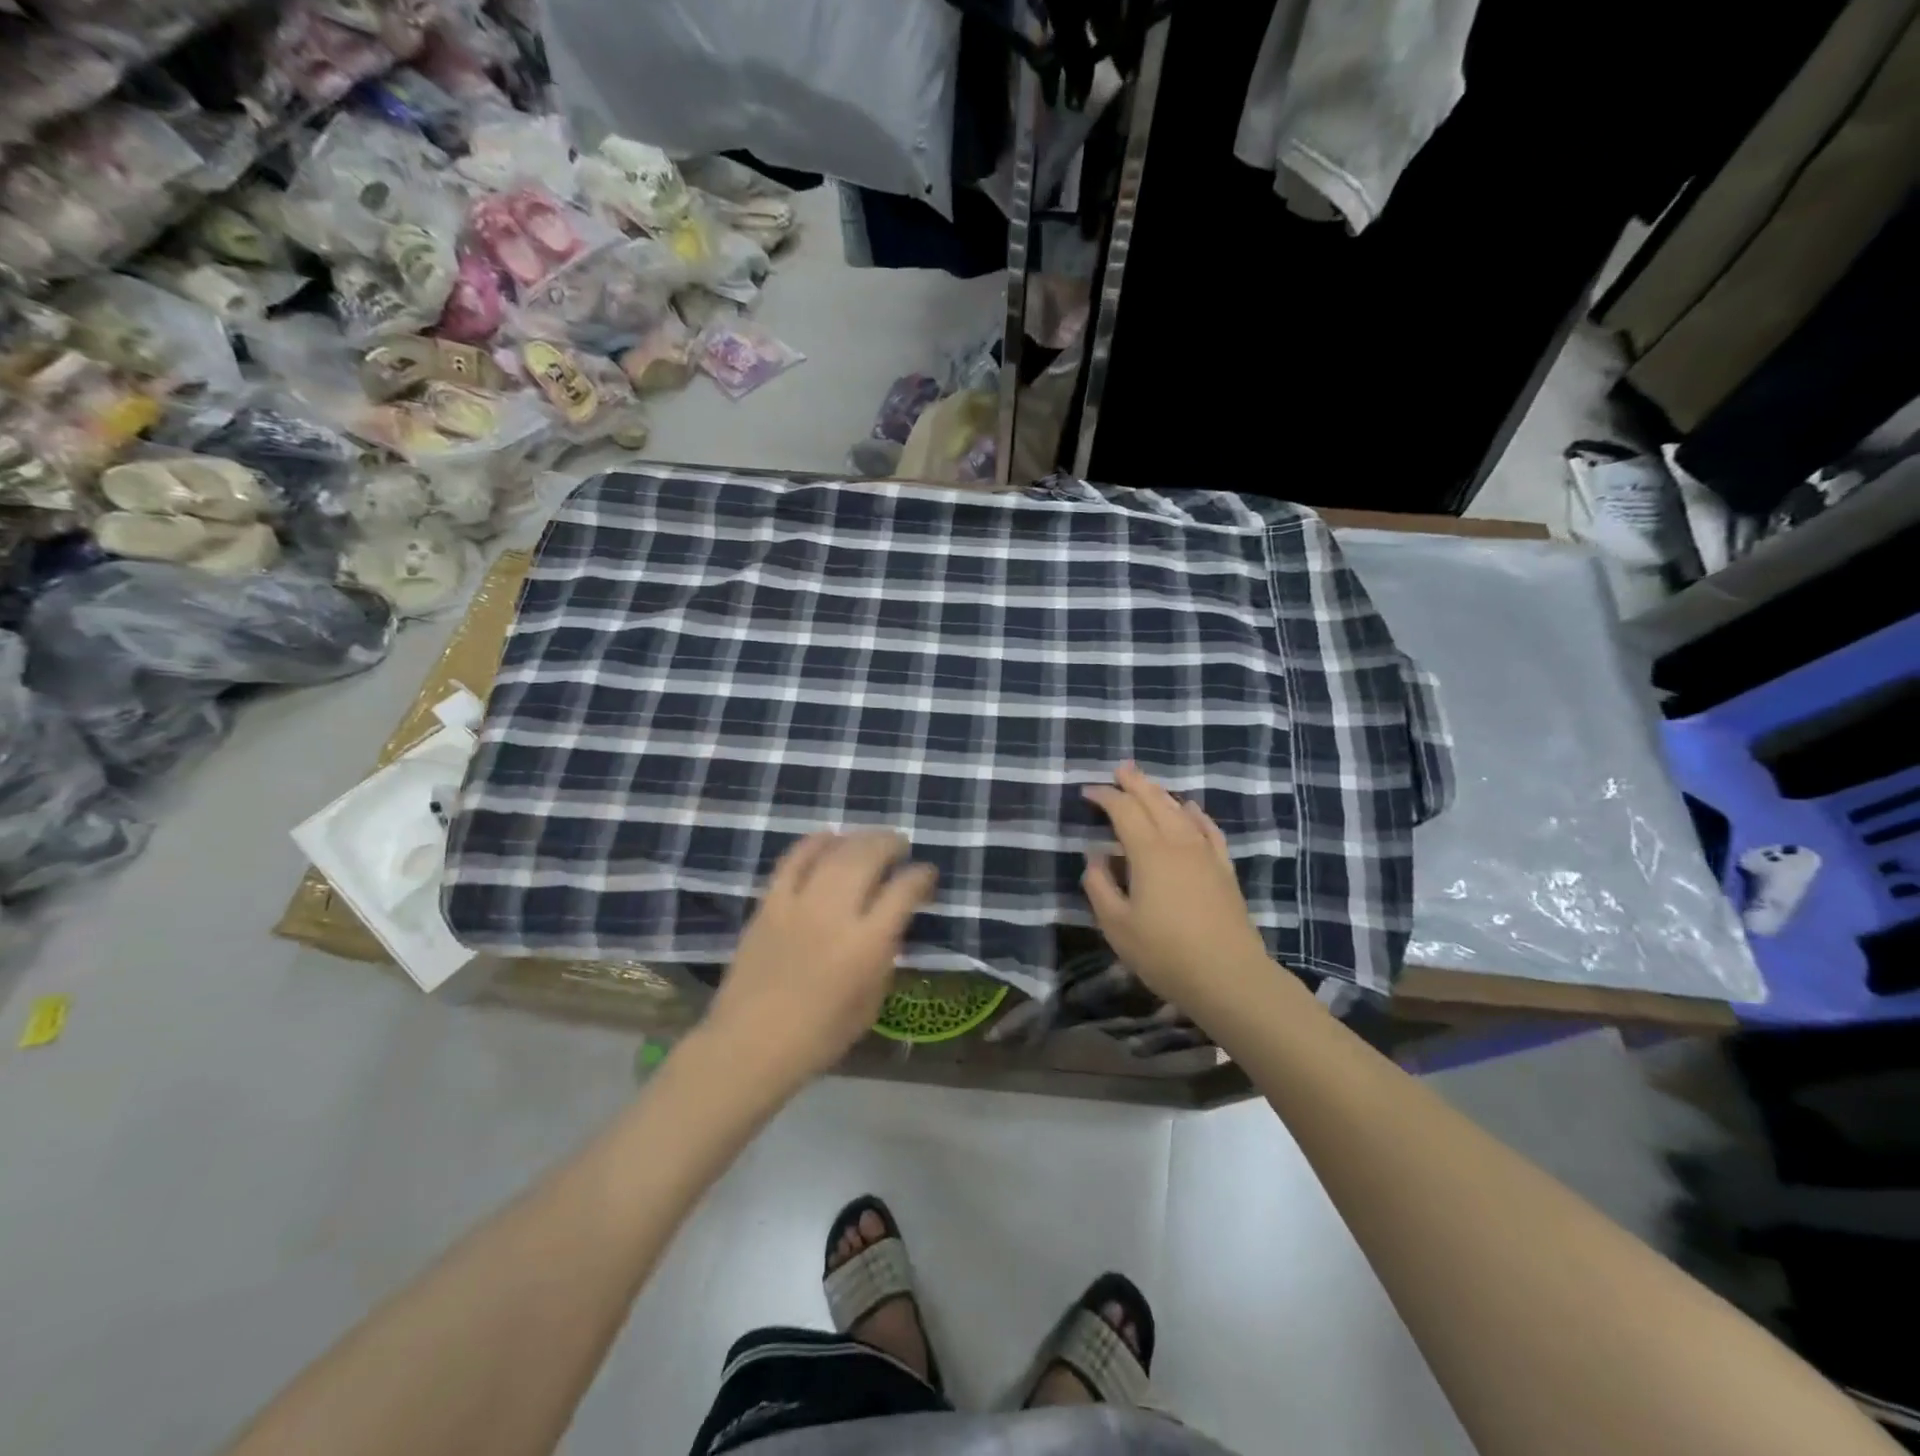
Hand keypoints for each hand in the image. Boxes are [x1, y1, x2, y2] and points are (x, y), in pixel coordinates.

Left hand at [706, 830, 937, 1096]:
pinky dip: (814, 843)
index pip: (903, 891)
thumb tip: (890, 924)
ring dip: (858, 838)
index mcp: (867, 944)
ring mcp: (799, 904)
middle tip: (900, 846)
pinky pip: (793, 860)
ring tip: (870, 840)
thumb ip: (884, 957)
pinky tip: (828, 838)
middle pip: (869, 857)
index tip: (927, 874)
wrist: (751, 1044)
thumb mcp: (871, 1003)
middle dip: (891, 844)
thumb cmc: (819, 1036)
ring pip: (834, 852)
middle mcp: (836, 914)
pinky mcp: (769, 904)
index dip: (921, 876)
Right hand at [1081, 762, 1274, 1010]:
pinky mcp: (1224, 869)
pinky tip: (1191, 809)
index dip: (1105, 796)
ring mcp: (1205, 854)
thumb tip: (1095, 856)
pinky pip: (1208, 830)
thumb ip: (1099, 885)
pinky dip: (1196, 814)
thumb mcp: (1116, 925)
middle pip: (1155, 801)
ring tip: (1148, 785)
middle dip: (1135, 782)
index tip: (1088, 791)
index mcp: (1148, 852)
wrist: (1228, 976)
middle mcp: (1178, 842)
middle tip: (1120, 769)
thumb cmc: (1164, 953)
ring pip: (1181, 811)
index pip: (1123, 810)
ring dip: (1161, 794)